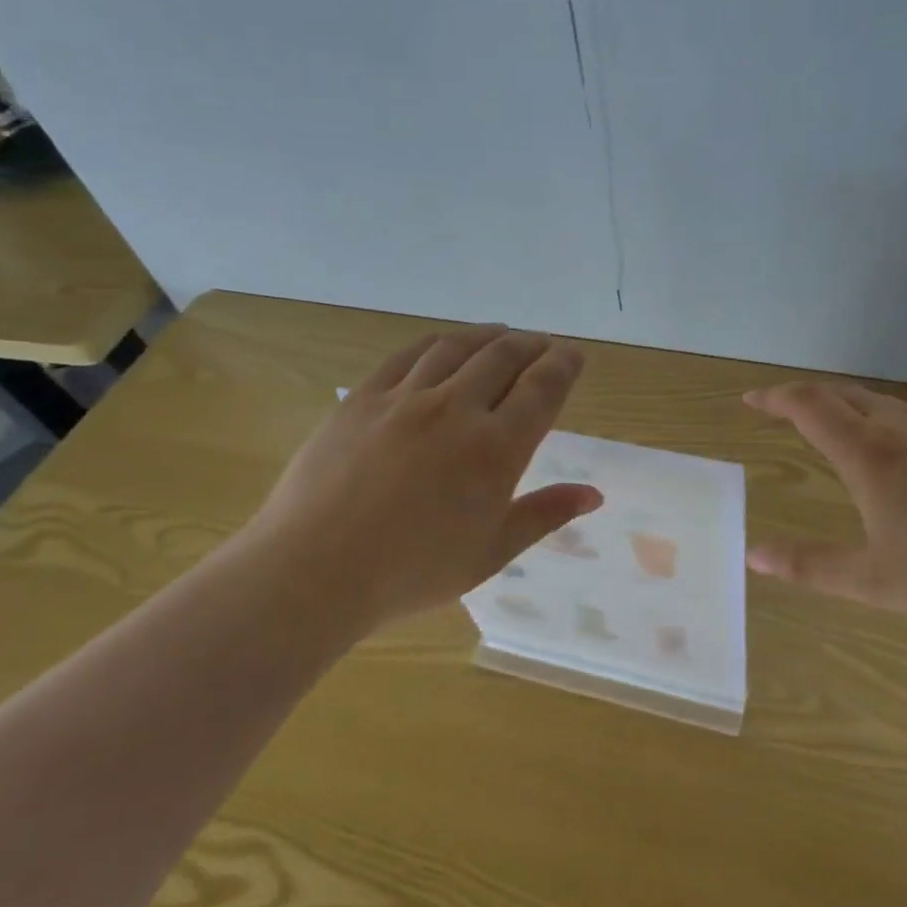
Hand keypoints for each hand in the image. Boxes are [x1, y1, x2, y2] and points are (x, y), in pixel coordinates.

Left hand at [243, 325, 602, 633]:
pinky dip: (438, 343)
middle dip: (532, 345)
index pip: (543, 388)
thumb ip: (544, 515)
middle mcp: (457, 409)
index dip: (564, 364)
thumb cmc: (412, 571)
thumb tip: (594, 495)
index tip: (574, 355)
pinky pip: (408, 355)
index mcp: (496, 449)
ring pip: (458, 347)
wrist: (313, 571)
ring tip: (502, 335)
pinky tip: (445, 345)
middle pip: (504, 357)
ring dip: (489, 336)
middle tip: (543, 345)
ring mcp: (406, 398)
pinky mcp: (363, 397)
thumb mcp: (491, 552)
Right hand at [743, 381, 906, 625]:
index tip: (752, 400)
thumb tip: (752, 553)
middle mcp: (901, 427)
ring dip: (846, 406)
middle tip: (782, 411)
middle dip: (805, 397)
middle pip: (842, 393)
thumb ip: (808, 566)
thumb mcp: (873, 581)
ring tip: (833, 429)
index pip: (809, 406)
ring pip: (881, 402)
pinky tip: (899, 453)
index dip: (775, 398)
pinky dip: (885, 420)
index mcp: (869, 455)